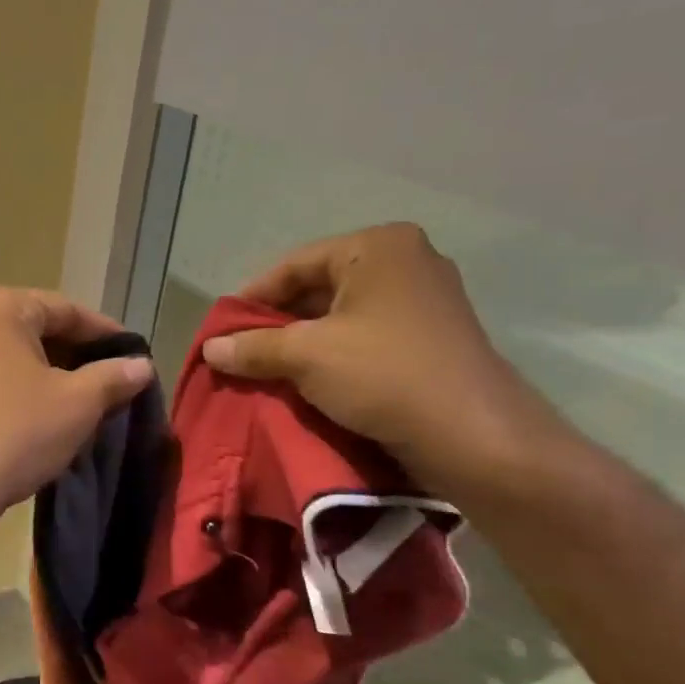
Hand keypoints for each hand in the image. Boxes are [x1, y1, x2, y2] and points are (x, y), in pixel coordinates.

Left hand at [0, 287, 153, 526]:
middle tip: (114, 383)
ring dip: (52, 375)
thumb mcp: (78, 403)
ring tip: (87, 403)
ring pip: (14, 356)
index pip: (66, 310)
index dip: (106, 334)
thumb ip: (114, 376)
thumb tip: (141, 365)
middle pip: (37, 330)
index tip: (135, 357)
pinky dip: (22, 389)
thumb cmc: (17, 433)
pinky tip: (46, 416)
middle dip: (78, 356)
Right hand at [201, 223, 565, 494]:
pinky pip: (365, 336)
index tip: (222, 330)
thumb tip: (210, 348)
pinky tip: (307, 382)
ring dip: (301, 343)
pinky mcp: (431, 338)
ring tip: (266, 371)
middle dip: (276, 322)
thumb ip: (253, 347)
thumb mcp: (306, 356)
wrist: (474, 436)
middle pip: (317, 288)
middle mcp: (405, 262)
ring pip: (341, 315)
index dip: (251, 297)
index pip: (294, 264)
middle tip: (241, 353)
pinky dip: (332, 355)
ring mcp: (424, 301)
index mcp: (378, 247)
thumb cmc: (384, 375)